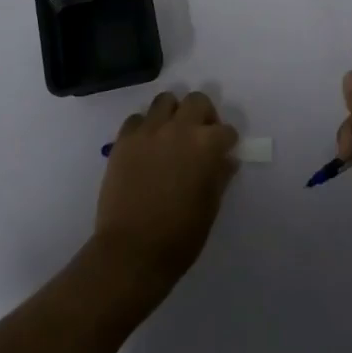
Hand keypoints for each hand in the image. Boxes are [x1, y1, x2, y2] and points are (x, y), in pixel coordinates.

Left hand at [95, 90, 238, 296]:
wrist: (131, 252)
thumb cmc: (179, 236)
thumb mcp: (210, 208)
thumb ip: (220, 176)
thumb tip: (226, 160)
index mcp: (205, 145)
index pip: (225, 130)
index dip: (227, 142)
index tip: (224, 152)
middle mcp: (178, 129)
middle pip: (197, 101)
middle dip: (204, 115)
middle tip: (200, 136)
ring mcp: (148, 132)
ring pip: (165, 100)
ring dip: (173, 113)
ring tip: (171, 135)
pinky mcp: (123, 141)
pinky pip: (136, 119)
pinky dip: (144, 127)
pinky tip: (146, 147)